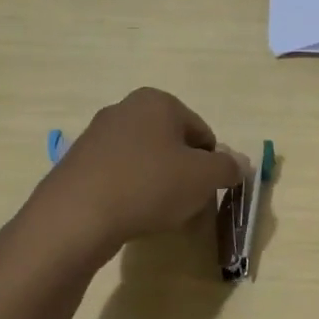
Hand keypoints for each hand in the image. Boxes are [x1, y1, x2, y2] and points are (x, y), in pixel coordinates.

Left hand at [4, 88, 243, 274]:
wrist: (76, 217)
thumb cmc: (150, 185)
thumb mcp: (204, 177)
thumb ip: (229, 168)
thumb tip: (242, 164)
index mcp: (158, 102)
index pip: (202, 133)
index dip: (211, 165)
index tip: (206, 191)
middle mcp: (125, 109)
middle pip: (172, 145)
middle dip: (184, 173)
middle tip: (186, 204)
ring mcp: (96, 135)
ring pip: (145, 161)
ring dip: (158, 184)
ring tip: (157, 214)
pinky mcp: (77, 163)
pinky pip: (118, 176)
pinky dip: (130, 193)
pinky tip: (129, 215)